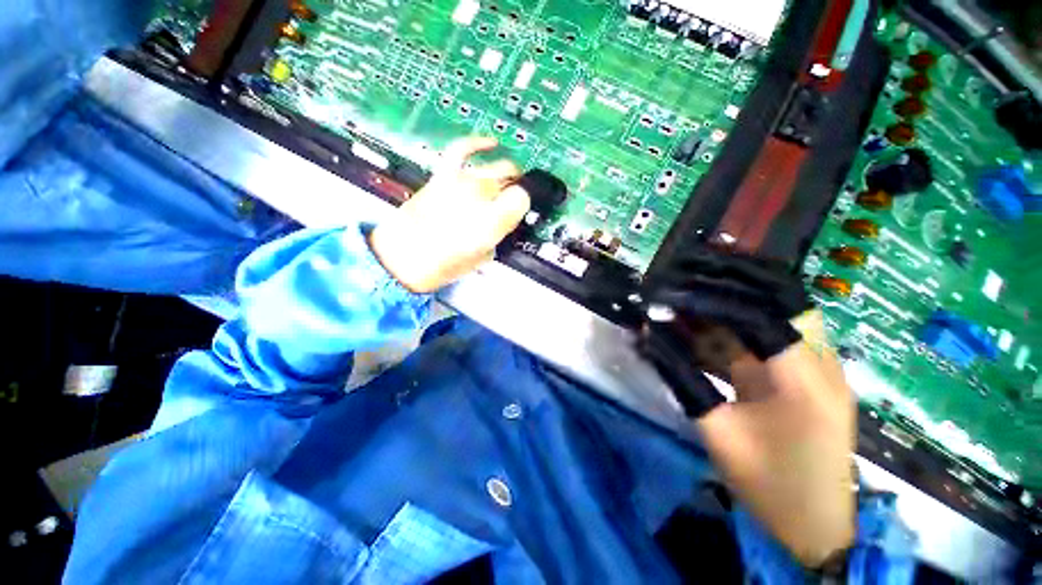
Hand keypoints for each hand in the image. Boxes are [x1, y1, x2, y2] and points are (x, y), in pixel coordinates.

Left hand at [369, 137, 530, 292]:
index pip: (522, 198)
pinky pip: (462, 150)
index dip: (523, 205)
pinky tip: (491, 143)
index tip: (519, 212)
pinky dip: (478, 143)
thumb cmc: (443, 266)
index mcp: (492, 221)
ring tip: (508, 178)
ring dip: (506, 172)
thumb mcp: (481, 258)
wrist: (401, 259)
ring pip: (494, 167)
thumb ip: (497, 236)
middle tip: (513, 201)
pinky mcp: (442, 176)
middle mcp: (480, 196)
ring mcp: (461, 182)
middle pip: (510, 181)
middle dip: (516, 190)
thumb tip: (502, 222)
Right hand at [699, 317, 855, 568]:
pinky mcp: (814, 378)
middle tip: (682, 293)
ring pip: (774, 317)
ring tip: (687, 307)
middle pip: (774, 305)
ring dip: (729, 312)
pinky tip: (707, 334)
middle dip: (724, 296)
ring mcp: (823, 370)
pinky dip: (738, 332)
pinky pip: (773, 340)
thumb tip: (651, 336)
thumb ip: (683, 378)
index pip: (758, 314)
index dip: (713, 299)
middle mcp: (822, 365)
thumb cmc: (767, 484)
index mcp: (803, 382)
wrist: (817, 527)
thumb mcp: (716, 432)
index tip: (674, 294)